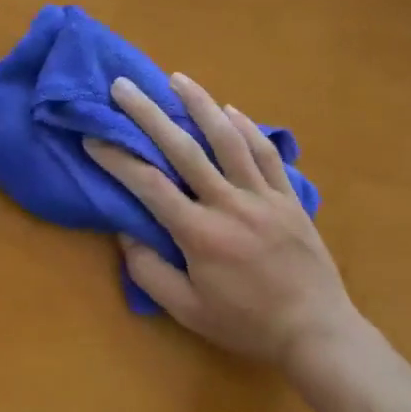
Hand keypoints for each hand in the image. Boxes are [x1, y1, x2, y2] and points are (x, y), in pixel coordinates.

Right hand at [83, 74, 361, 375]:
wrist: (316, 332)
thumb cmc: (246, 324)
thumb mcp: (188, 312)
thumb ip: (150, 273)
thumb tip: (125, 232)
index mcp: (199, 234)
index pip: (148, 185)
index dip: (117, 158)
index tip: (94, 136)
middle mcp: (229, 204)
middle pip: (183, 149)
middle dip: (148, 114)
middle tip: (123, 87)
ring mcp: (263, 196)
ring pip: (228, 139)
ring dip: (200, 104)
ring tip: (177, 78)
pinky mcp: (289, 197)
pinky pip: (266, 154)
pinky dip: (247, 128)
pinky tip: (230, 110)